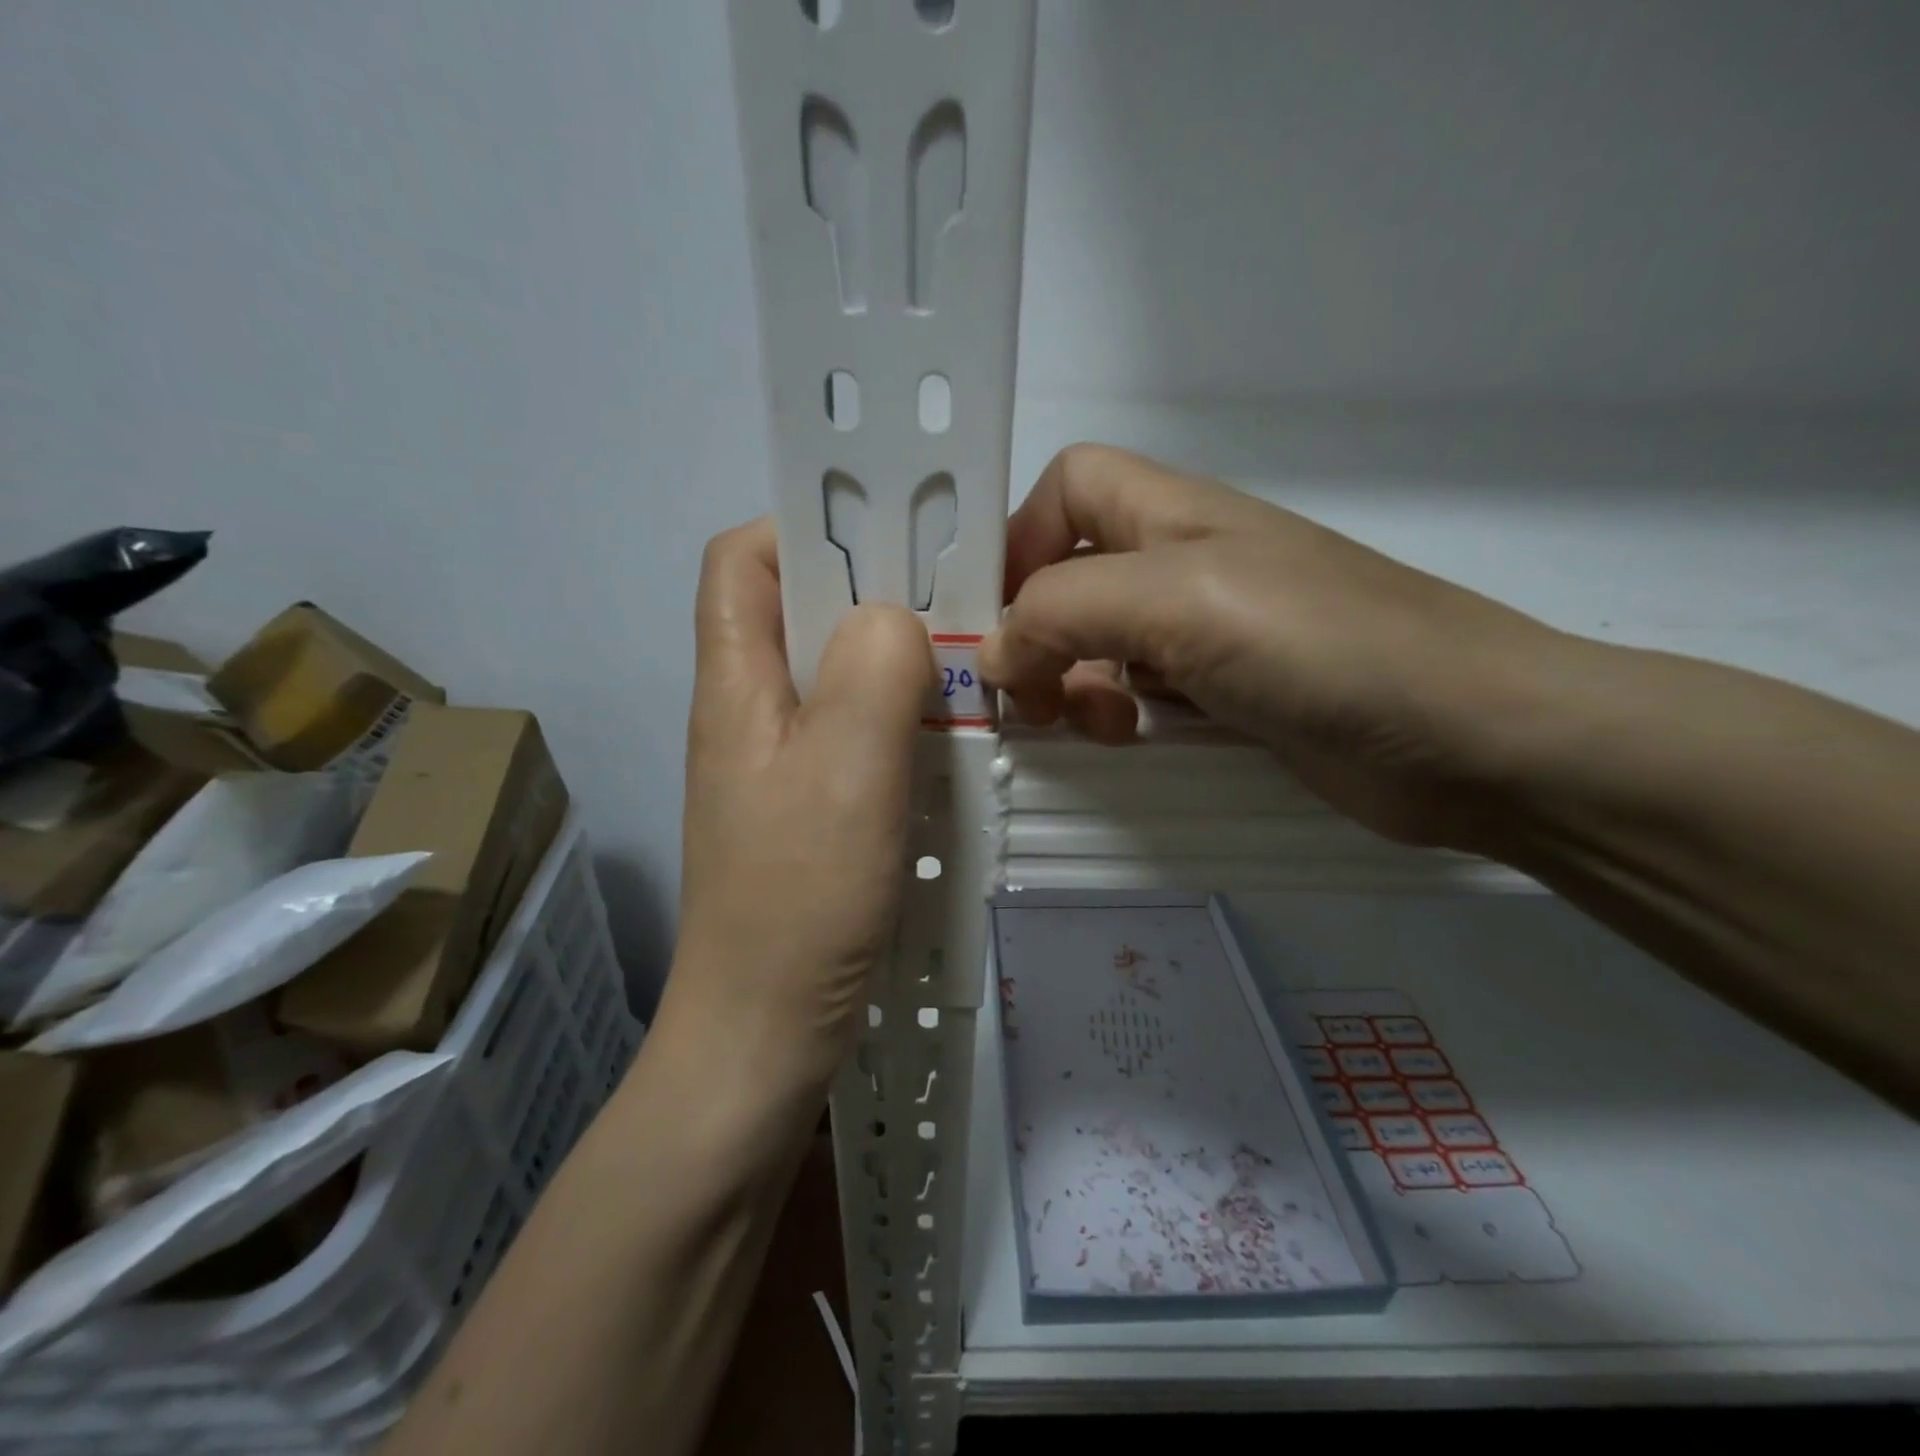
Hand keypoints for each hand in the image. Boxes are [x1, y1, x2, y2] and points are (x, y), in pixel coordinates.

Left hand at [668, 520, 933, 1091]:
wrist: (764, 1034)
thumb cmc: (799, 899)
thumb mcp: (845, 769)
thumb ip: (872, 669)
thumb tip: (894, 617)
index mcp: (736, 684)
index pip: (743, 559)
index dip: (805, 528)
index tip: (886, 541)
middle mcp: (749, 712)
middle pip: (800, 613)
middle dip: (873, 596)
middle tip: (952, 608)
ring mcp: (780, 765)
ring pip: (837, 677)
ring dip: (896, 664)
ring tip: (962, 673)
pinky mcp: (811, 809)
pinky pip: (857, 736)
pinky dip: (901, 723)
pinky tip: (946, 744)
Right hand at [979, 445, 1572, 848]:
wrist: (1473, 738)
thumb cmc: (1325, 646)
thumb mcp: (1181, 603)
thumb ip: (1067, 611)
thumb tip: (996, 654)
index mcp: (1172, 516)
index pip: (1067, 486)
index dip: (1020, 539)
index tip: (999, 618)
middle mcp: (1184, 565)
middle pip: (1072, 572)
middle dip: (1038, 631)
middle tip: (1037, 696)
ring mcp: (1209, 633)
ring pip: (1100, 640)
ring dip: (1073, 682)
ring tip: (1095, 726)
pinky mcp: (1228, 694)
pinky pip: (1140, 691)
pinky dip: (1116, 713)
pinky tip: (1133, 740)